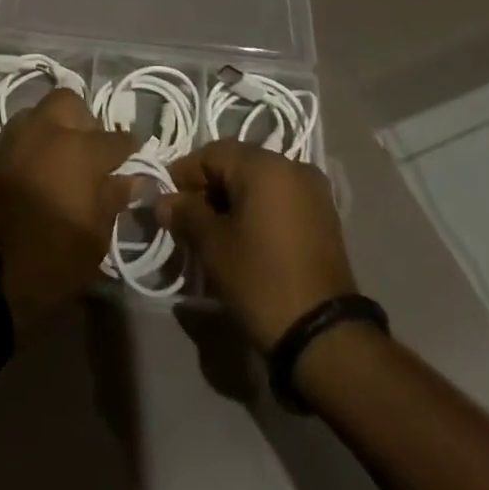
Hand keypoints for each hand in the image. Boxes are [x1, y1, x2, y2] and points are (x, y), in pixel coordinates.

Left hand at [0, 88, 136, 335]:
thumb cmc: (52, 258)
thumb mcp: (95, 237)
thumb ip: (114, 199)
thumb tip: (135, 179)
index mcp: (81, 150)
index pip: (116, 139)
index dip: (130, 148)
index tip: (135, 157)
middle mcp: (48, 132)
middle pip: (71, 103)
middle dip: (84, 120)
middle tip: (90, 149)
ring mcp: (16, 138)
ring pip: (40, 112)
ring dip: (54, 127)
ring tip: (61, 156)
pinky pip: (19, 134)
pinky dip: (32, 144)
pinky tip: (38, 168)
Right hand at [157, 140, 356, 350]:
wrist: (325, 336)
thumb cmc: (262, 280)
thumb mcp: (213, 247)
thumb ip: (185, 214)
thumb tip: (163, 201)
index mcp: (264, 164)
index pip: (211, 154)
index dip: (184, 175)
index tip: (167, 204)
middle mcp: (291, 165)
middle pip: (236, 164)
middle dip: (208, 189)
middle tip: (187, 221)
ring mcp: (313, 190)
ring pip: (259, 182)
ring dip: (233, 200)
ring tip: (214, 234)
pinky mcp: (324, 216)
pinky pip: (280, 199)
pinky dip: (258, 211)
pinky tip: (245, 239)